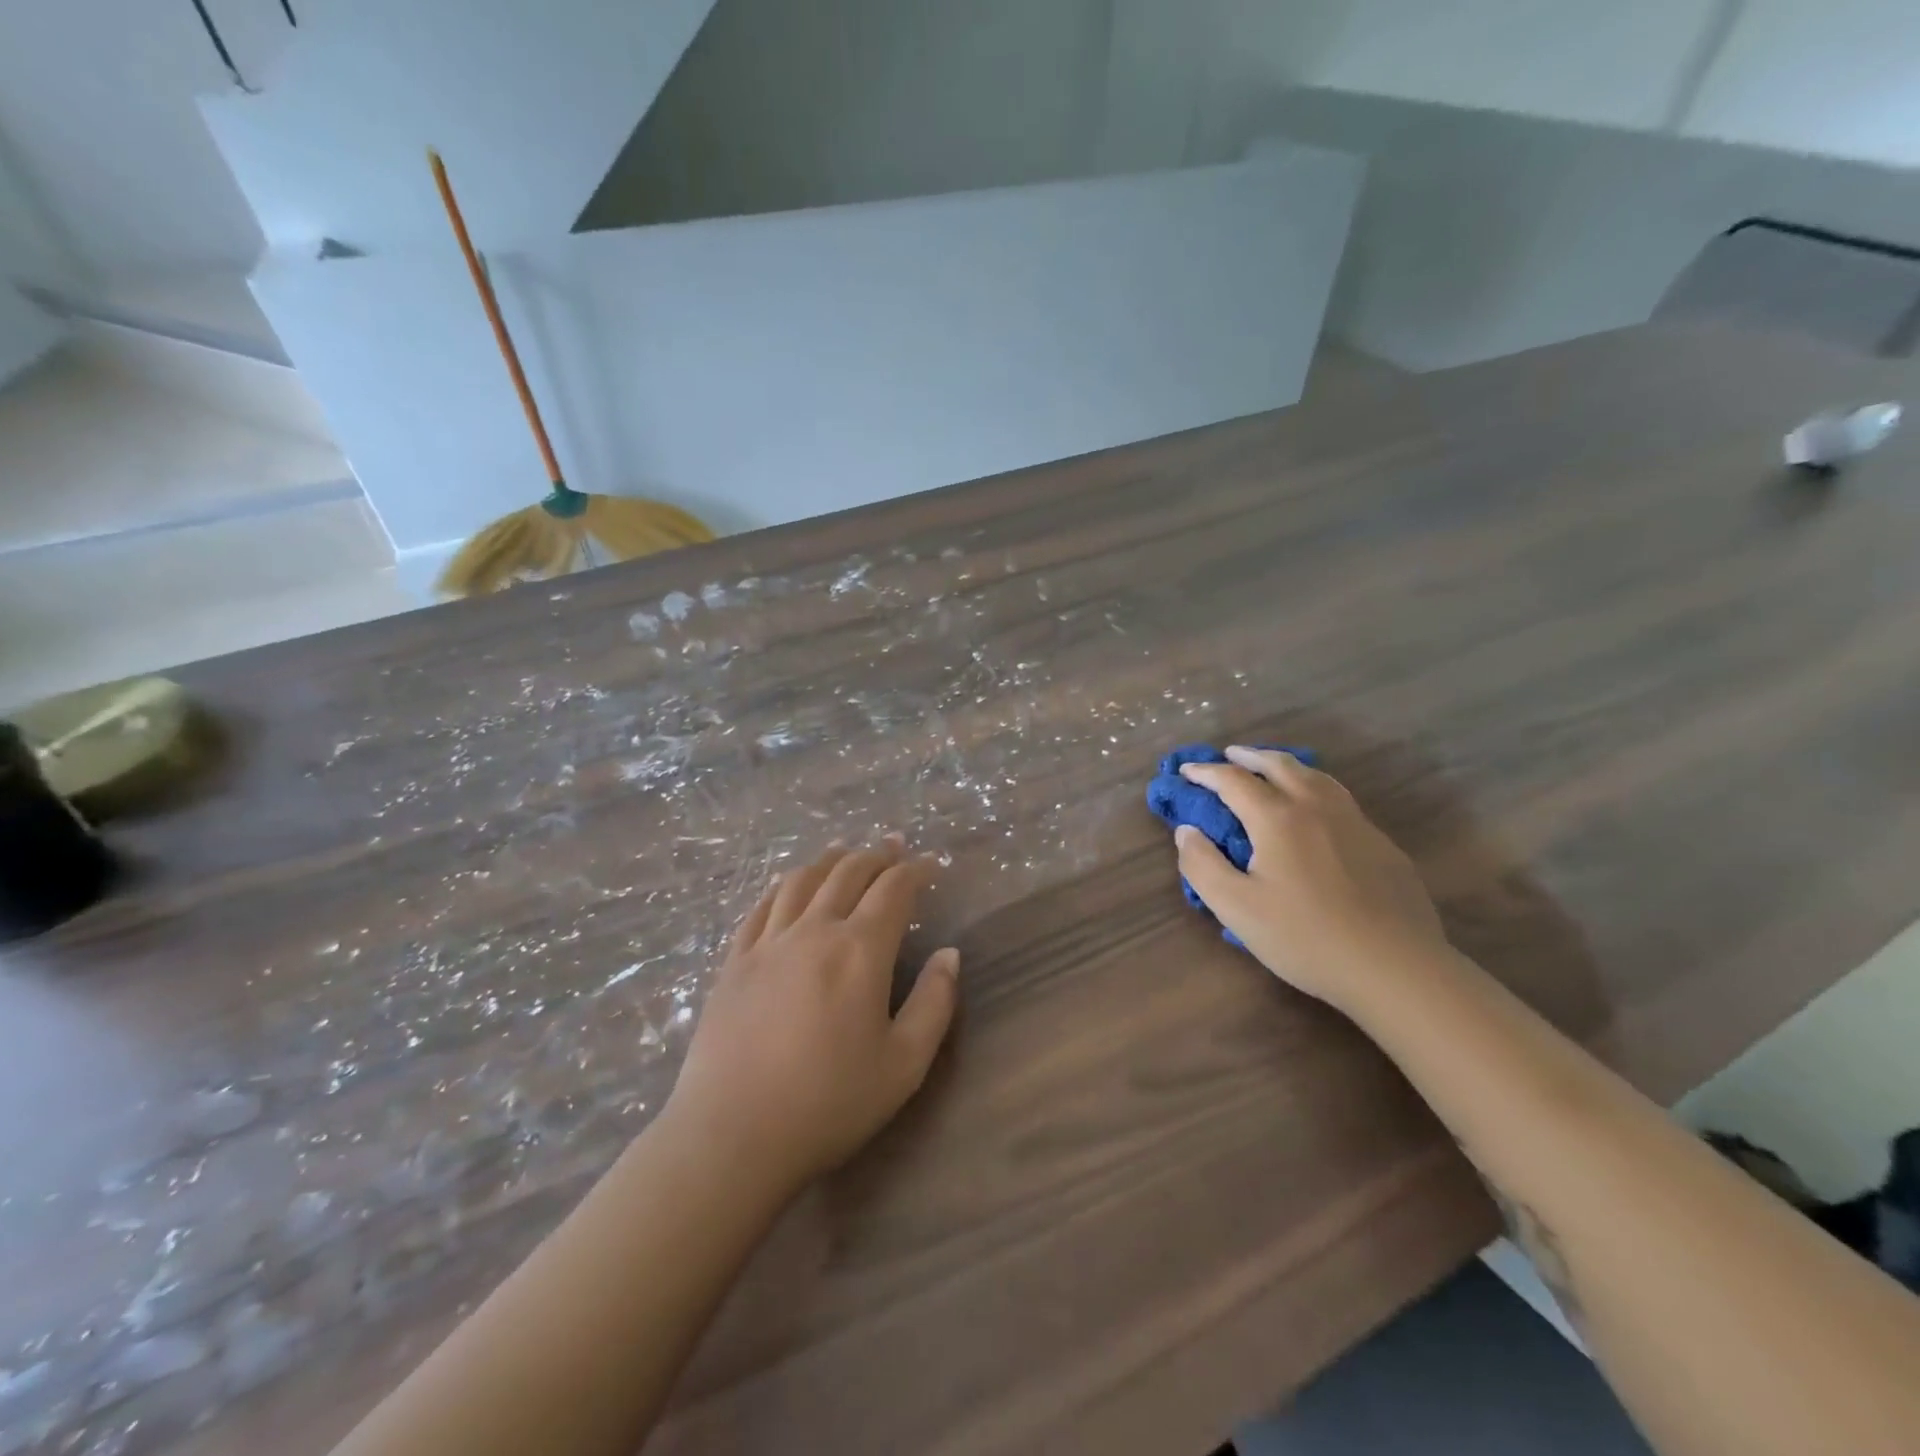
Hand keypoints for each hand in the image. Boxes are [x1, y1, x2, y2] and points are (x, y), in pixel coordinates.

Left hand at [663, 838, 959, 1198]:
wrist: (732, 1136)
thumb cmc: (828, 1104)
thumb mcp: (903, 1065)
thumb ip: (934, 1004)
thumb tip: (949, 955)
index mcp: (859, 951)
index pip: (894, 890)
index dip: (916, 870)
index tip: (931, 865)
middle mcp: (814, 931)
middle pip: (848, 873)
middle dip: (876, 855)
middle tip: (894, 847)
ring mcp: (768, 943)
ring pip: (802, 881)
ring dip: (829, 860)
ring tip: (844, 852)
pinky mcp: (734, 961)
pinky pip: (761, 906)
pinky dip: (783, 885)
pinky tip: (789, 885)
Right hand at [1173, 747, 1447, 1009]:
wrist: (1397, 968)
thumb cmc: (1306, 938)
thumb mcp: (1236, 908)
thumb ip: (1202, 865)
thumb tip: (1187, 831)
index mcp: (1278, 819)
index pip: (1234, 781)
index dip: (1206, 772)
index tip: (1185, 770)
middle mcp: (1317, 808)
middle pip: (1280, 766)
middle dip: (1250, 757)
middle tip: (1230, 754)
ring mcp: (1356, 824)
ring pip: (1317, 777)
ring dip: (1286, 766)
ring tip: (1272, 769)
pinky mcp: (1382, 845)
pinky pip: (1341, 800)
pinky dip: (1316, 789)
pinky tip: (1316, 811)